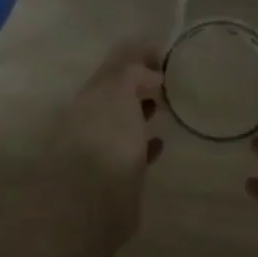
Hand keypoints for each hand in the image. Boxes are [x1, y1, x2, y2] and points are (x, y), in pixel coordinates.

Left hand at [52, 40, 164, 233]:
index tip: (164, 51)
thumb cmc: (106, 140)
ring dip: (141, 110)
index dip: (138, 53)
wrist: (88, 205)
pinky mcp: (112, 177)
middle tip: (169, 78)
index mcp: (92, 94)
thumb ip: (131, 74)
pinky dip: (144, 143)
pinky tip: (159, 144)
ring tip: (166, 106)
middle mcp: (91, 117)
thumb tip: (148, 74)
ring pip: (123, 120)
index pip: (116, 64)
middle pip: (117, 91)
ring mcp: (100, 147)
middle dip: (140, 81)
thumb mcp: (118, 93)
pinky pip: (131, 151)